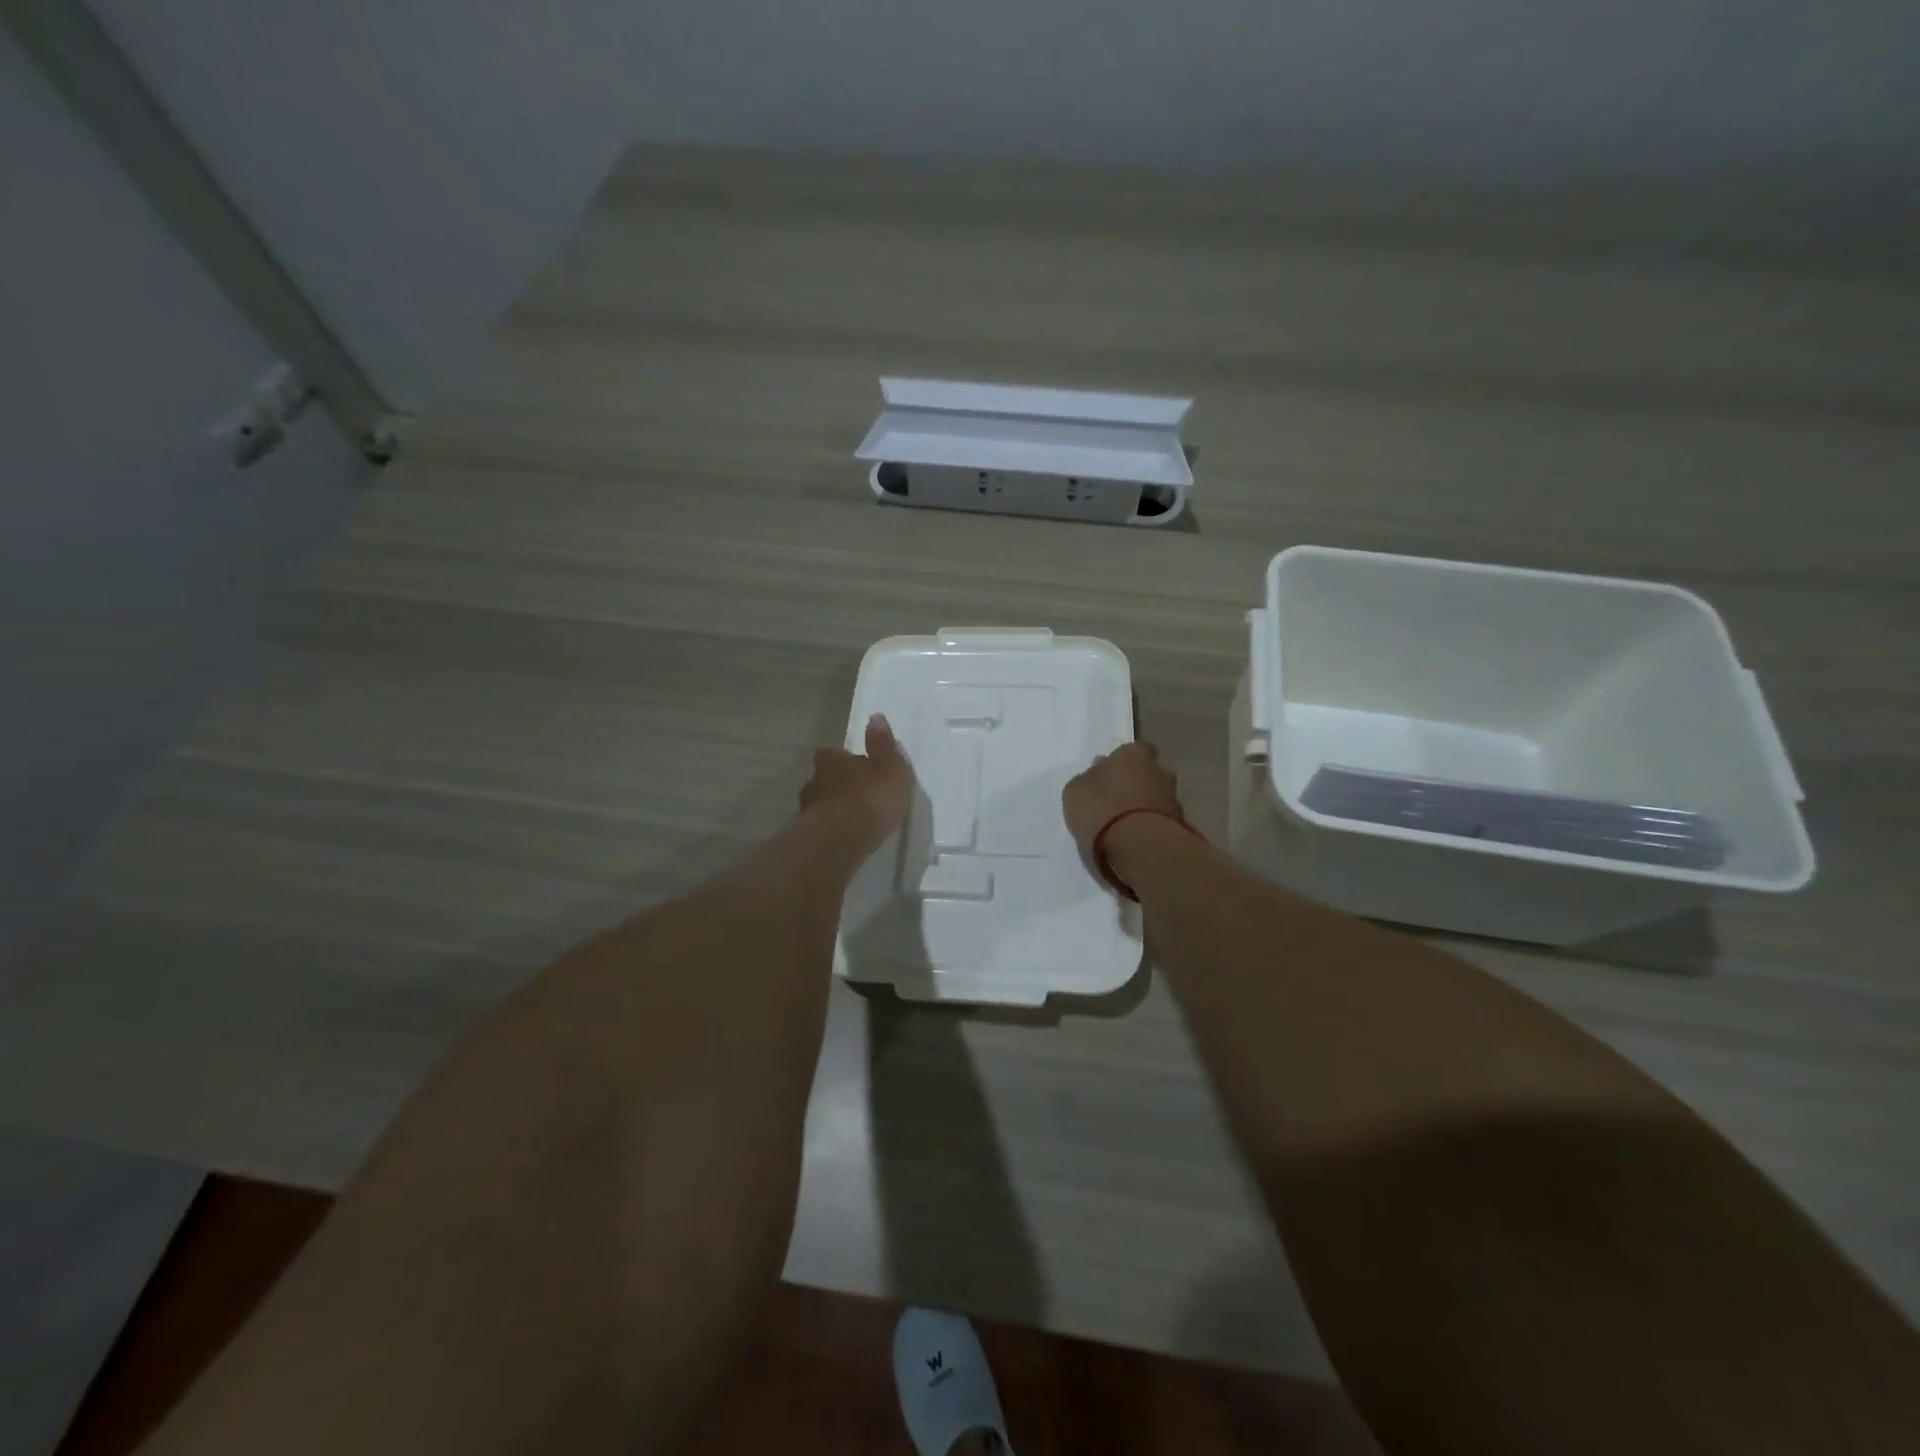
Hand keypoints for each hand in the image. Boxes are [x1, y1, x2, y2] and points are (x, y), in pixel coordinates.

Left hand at [800, 715, 913, 851]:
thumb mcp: (889, 767)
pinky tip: (844, 838)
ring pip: (820, 804)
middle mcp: (815, 781)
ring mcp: (807, 810)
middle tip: (856, 794)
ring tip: (851, 820)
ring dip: (833, 808)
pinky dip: (830, 830)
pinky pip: (820, 828)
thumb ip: (882, 745)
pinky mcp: (808, 836)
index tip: (857, 767)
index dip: (843, 759)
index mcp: (833, 761)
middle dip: (837, 785)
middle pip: (824, 778)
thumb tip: (875, 716)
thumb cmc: (870, 798)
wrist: (841, 840)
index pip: (832, 753)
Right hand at [1062, 742, 1185, 859]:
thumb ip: (1086, 780)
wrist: (1141, 847)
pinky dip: (1152, 825)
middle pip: (1147, 772)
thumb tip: (1094, 775)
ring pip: (1157, 796)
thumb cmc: (1102, 810)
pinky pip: (1162, 819)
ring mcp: (1174, 797)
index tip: (1106, 776)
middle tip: (1116, 800)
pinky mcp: (1182, 824)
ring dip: (1145, 806)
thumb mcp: (1075, 793)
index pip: (1130, 750)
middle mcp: (1159, 770)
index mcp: (1133, 754)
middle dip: (1136, 783)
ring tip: (1125, 825)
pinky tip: (1137, 838)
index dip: (1119, 763)